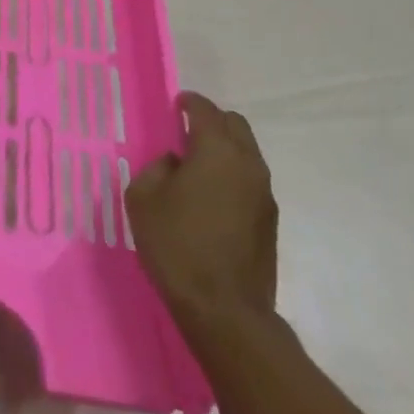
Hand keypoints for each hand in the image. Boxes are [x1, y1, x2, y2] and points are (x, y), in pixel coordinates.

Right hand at [126, 91, 277, 323]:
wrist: (225, 311)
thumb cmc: (177, 246)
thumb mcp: (143, 199)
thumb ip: (155, 168)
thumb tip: (174, 163)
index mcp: (216, 150)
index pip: (205, 110)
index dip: (188, 102)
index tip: (175, 105)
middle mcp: (247, 163)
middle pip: (235, 124)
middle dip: (212, 121)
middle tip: (186, 133)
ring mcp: (264, 193)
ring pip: (247, 152)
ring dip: (225, 149)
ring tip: (197, 168)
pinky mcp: (270, 221)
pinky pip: (251, 180)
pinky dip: (233, 176)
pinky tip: (212, 198)